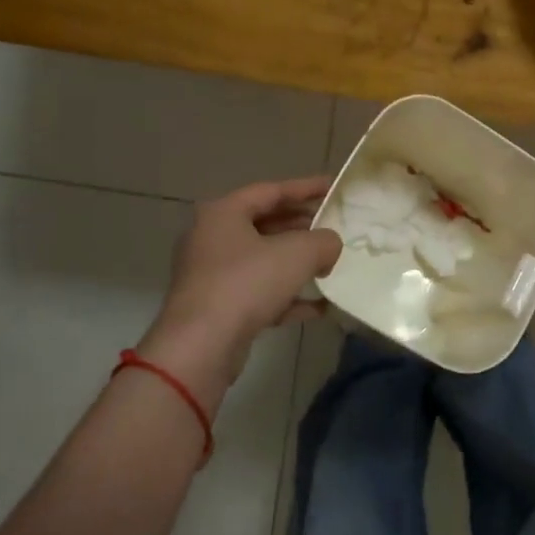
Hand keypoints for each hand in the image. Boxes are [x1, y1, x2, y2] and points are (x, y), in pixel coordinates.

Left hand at [140, 178, 342, 411]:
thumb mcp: (297, 254)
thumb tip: (330, 244)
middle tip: (332, 227)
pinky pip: (259, 293)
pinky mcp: (217, 308)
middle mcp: (212, 238)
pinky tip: (319, 306)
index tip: (333, 187)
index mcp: (224, 213)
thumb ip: (323, 241)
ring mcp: (212, 275)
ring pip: (262, 260)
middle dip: (302, 227)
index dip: (306, 188)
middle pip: (265, 224)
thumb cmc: (246, 284)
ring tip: (329, 263)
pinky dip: (287, 296)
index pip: (271, 190)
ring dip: (296, 262)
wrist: (201, 347)